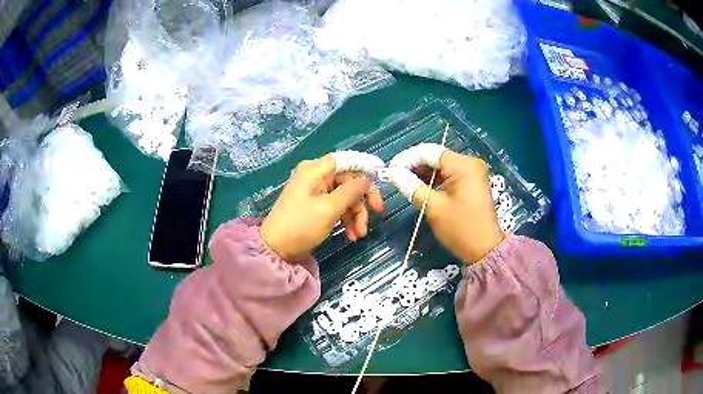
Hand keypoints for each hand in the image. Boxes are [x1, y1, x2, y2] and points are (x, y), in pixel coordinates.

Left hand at [260, 154, 382, 260]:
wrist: (276, 249)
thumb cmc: (301, 226)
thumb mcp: (329, 208)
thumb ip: (351, 192)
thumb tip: (367, 180)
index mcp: (315, 170)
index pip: (346, 160)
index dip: (365, 167)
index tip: (381, 179)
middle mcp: (315, 176)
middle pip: (348, 180)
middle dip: (361, 200)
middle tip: (377, 213)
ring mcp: (314, 191)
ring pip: (344, 196)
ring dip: (355, 214)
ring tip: (358, 235)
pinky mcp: (314, 205)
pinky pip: (335, 206)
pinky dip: (345, 218)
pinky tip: (350, 235)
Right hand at [390, 148, 503, 262]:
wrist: (485, 249)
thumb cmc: (460, 228)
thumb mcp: (433, 207)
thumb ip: (411, 186)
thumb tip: (393, 173)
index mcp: (463, 165)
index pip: (429, 152)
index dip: (407, 158)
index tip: (391, 169)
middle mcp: (470, 162)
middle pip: (436, 157)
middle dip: (414, 165)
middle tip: (395, 177)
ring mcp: (472, 172)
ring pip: (442, 166)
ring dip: (423, 173)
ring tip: (404, 182)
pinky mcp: (472, 182)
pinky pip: (449, 174)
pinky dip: (435, 179)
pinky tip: (421, 187)